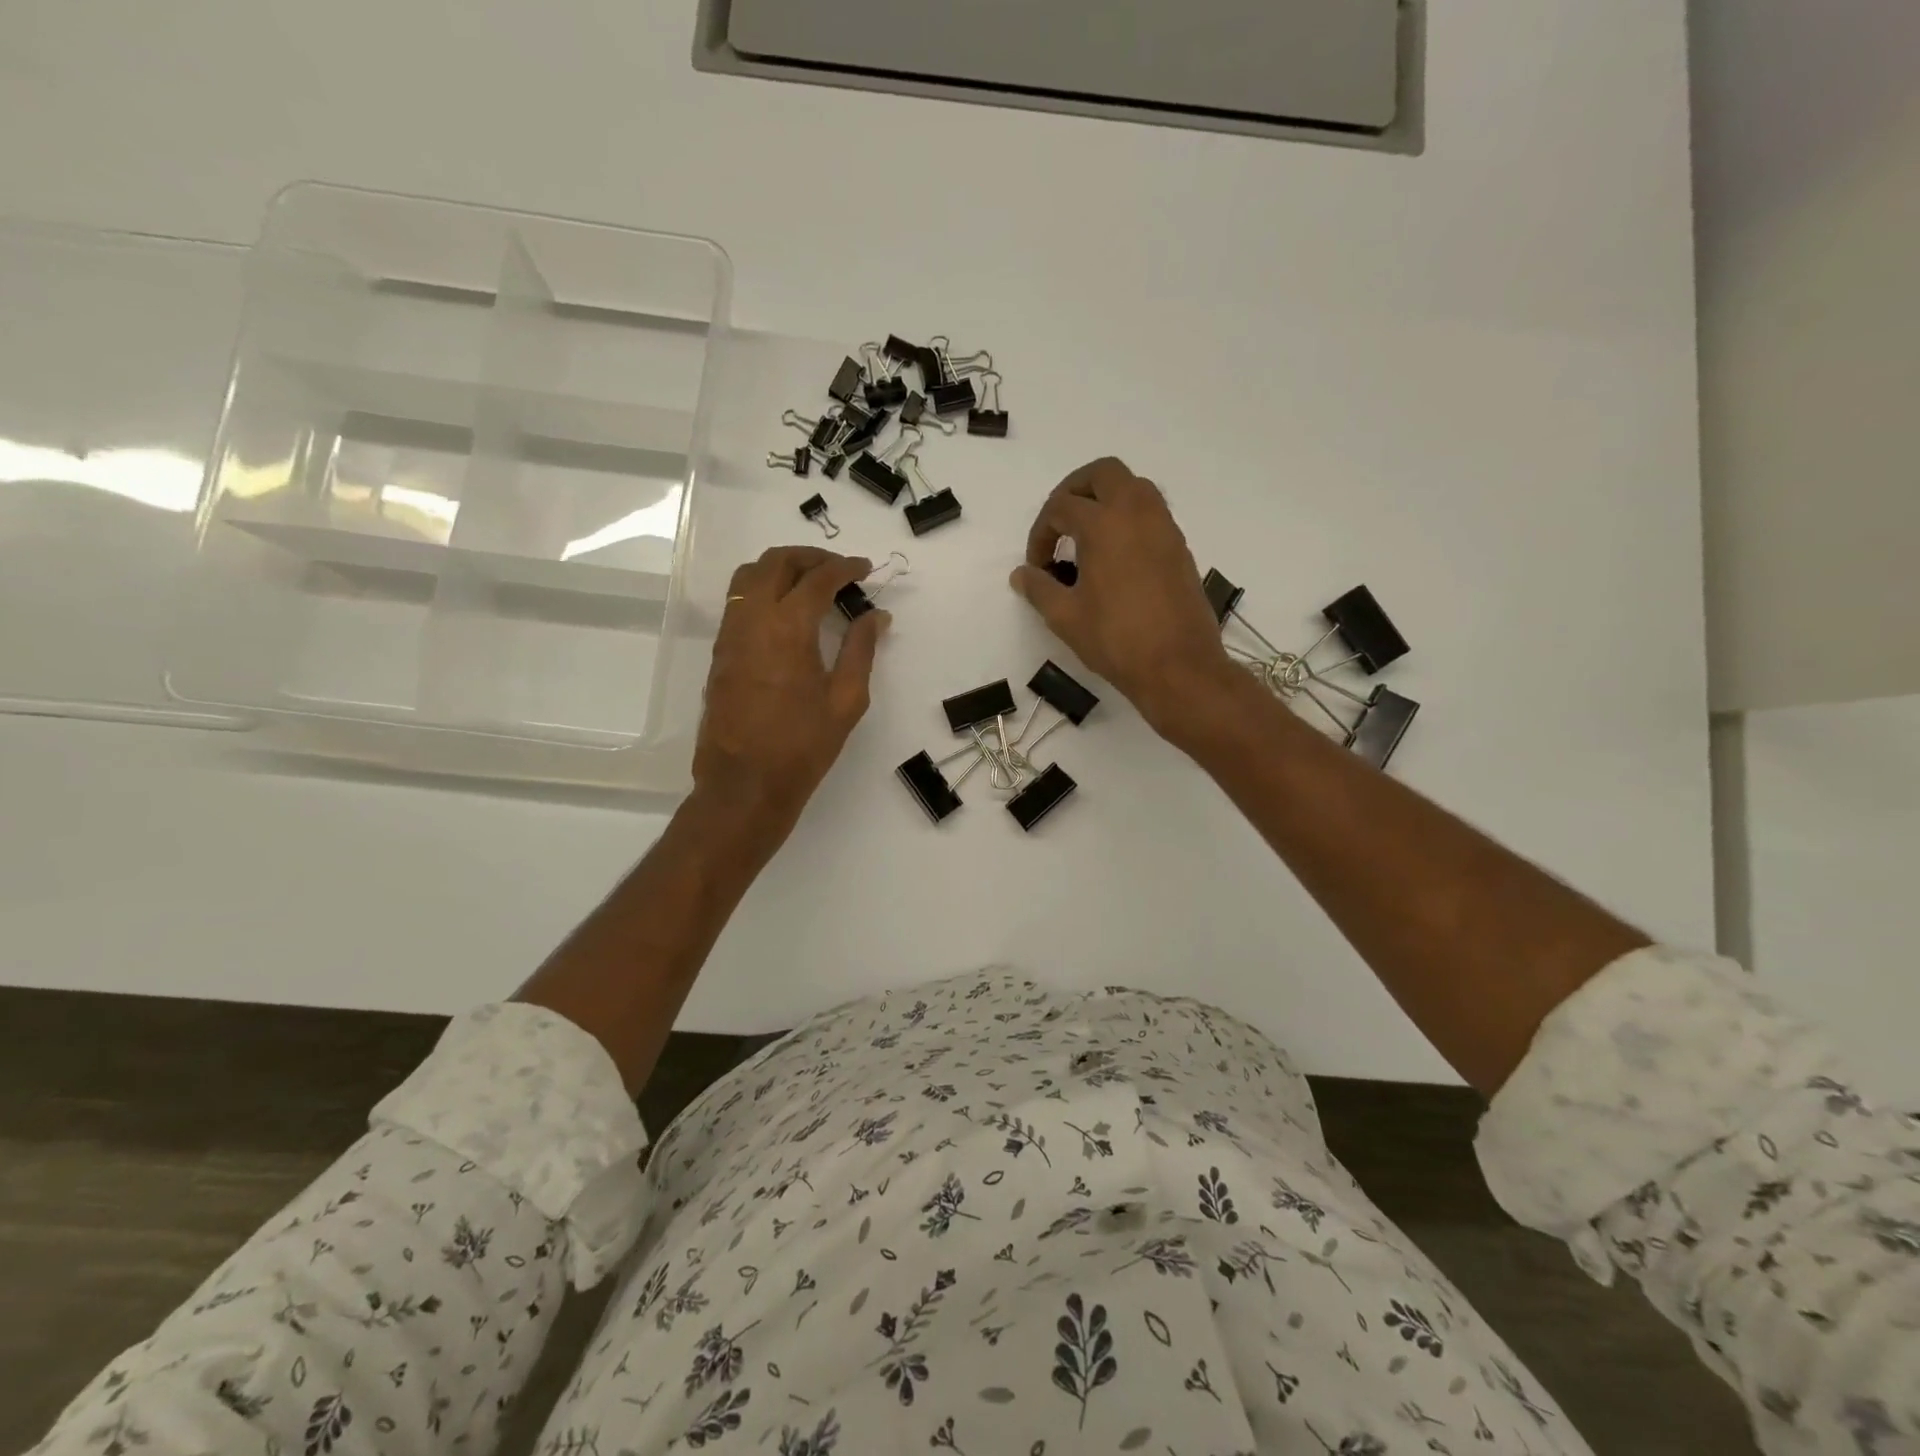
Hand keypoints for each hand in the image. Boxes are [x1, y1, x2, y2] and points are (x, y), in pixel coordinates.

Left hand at [694, 547, 888, 834]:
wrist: (745, 783)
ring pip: (750, 575)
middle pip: (777, 562)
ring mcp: (730, 633)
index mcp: (788, 627)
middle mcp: (752, 619)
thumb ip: (861, 649)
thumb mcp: (846, 699)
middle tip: (839, 569)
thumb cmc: (803, 745)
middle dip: (811, 557)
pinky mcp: (720, 651)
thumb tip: (876, 616)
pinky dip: (764, 588)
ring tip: (811, 583)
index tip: (865, 569)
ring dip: (782, 567)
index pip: (817, 578)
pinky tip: (787, 611)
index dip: (845, 567)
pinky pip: (739, 600)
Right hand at [1010, 458, 1237, 734]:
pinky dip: (1128, 518)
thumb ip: (1039, 589)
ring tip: (1086, 537)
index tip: (1037, 566)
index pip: (1061, 507)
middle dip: (1074, 490)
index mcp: (1104, 524)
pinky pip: (1151, 512)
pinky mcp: (1180, 547)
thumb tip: (1021, 574)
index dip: (1040, 533)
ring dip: (1105, 499)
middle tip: (1060, 523)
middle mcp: (1137, 513)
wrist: (1179, 667)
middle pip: (1103, 473)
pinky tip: (1115, 557)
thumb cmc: (1116, 640)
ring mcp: (1164, 527)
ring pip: (1134, 486)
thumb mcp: (1065, 617)